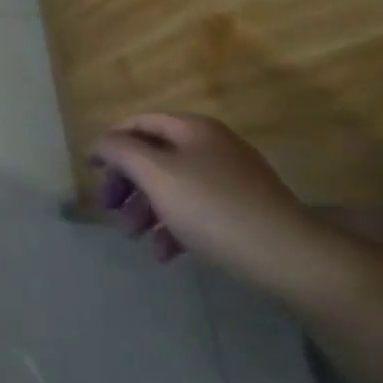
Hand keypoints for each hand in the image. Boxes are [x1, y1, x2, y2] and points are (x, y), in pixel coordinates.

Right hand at [90, 113, 343, 295]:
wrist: (291, 258)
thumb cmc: (213, 207)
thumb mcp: (156, 173)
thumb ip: (121, 151)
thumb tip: (103, 143)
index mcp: (193, 129)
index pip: (140, 124)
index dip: (111, 142)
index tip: (91, 169)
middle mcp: (213, 147)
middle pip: (155, 157)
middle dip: (128, 184)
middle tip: (110, 210)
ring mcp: (233, 181)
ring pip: (174, 187)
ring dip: (147, 211)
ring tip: (134, 238)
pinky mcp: (245, 214)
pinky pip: (198, 212)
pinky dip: (175, 228)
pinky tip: (165, 254)